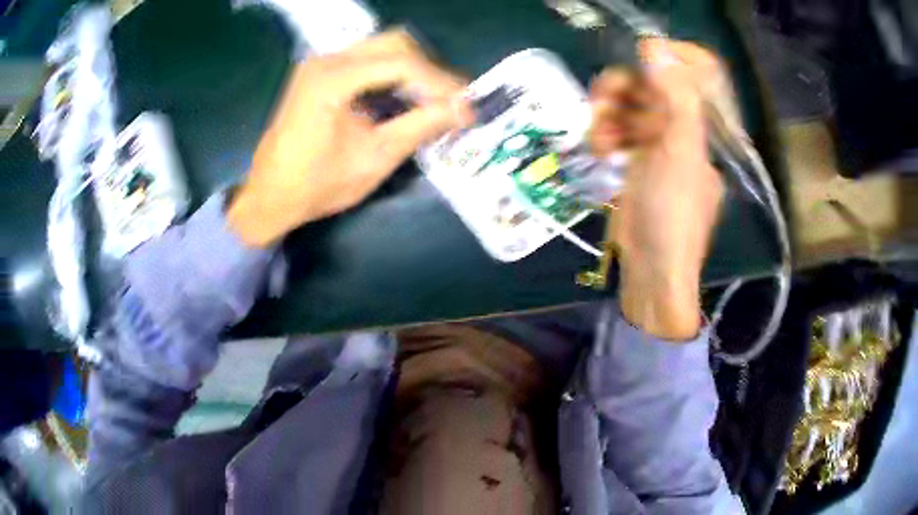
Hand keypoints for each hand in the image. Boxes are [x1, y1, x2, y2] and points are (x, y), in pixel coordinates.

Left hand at [228, 30, 473, 246]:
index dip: (440, 82)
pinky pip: (369, 62)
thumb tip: (466, 109)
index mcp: (333, 78)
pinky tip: (405, 100)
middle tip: (450, 102)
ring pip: (383, 49)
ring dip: (413, 71)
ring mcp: (321, 64)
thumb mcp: (375, 157)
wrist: (269, 196)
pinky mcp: (321, 73)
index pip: (402, 62)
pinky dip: (393, 76)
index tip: (466, 106)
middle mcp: (326, 59)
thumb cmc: (317, 185)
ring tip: (433, 102)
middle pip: (395, 44)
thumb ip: (422, 126)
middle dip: (429, 71)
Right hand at [588, 40, 725, 339]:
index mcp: (701, 126)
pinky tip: (599, 151)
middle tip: (600, 99)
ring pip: (629, 107)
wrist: (652, 271)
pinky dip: (606, 135)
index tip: (635, 56)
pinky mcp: (637, 161)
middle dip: (622, 89)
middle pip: (651, 87)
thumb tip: (656, 47)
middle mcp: (682, 129)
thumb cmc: (673, 215)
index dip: (665, 58)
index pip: (689, 74)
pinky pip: (619, 131)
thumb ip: (675, 98)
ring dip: (607, 115)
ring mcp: (659, 145)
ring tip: (598, 139)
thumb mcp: (679, 153)